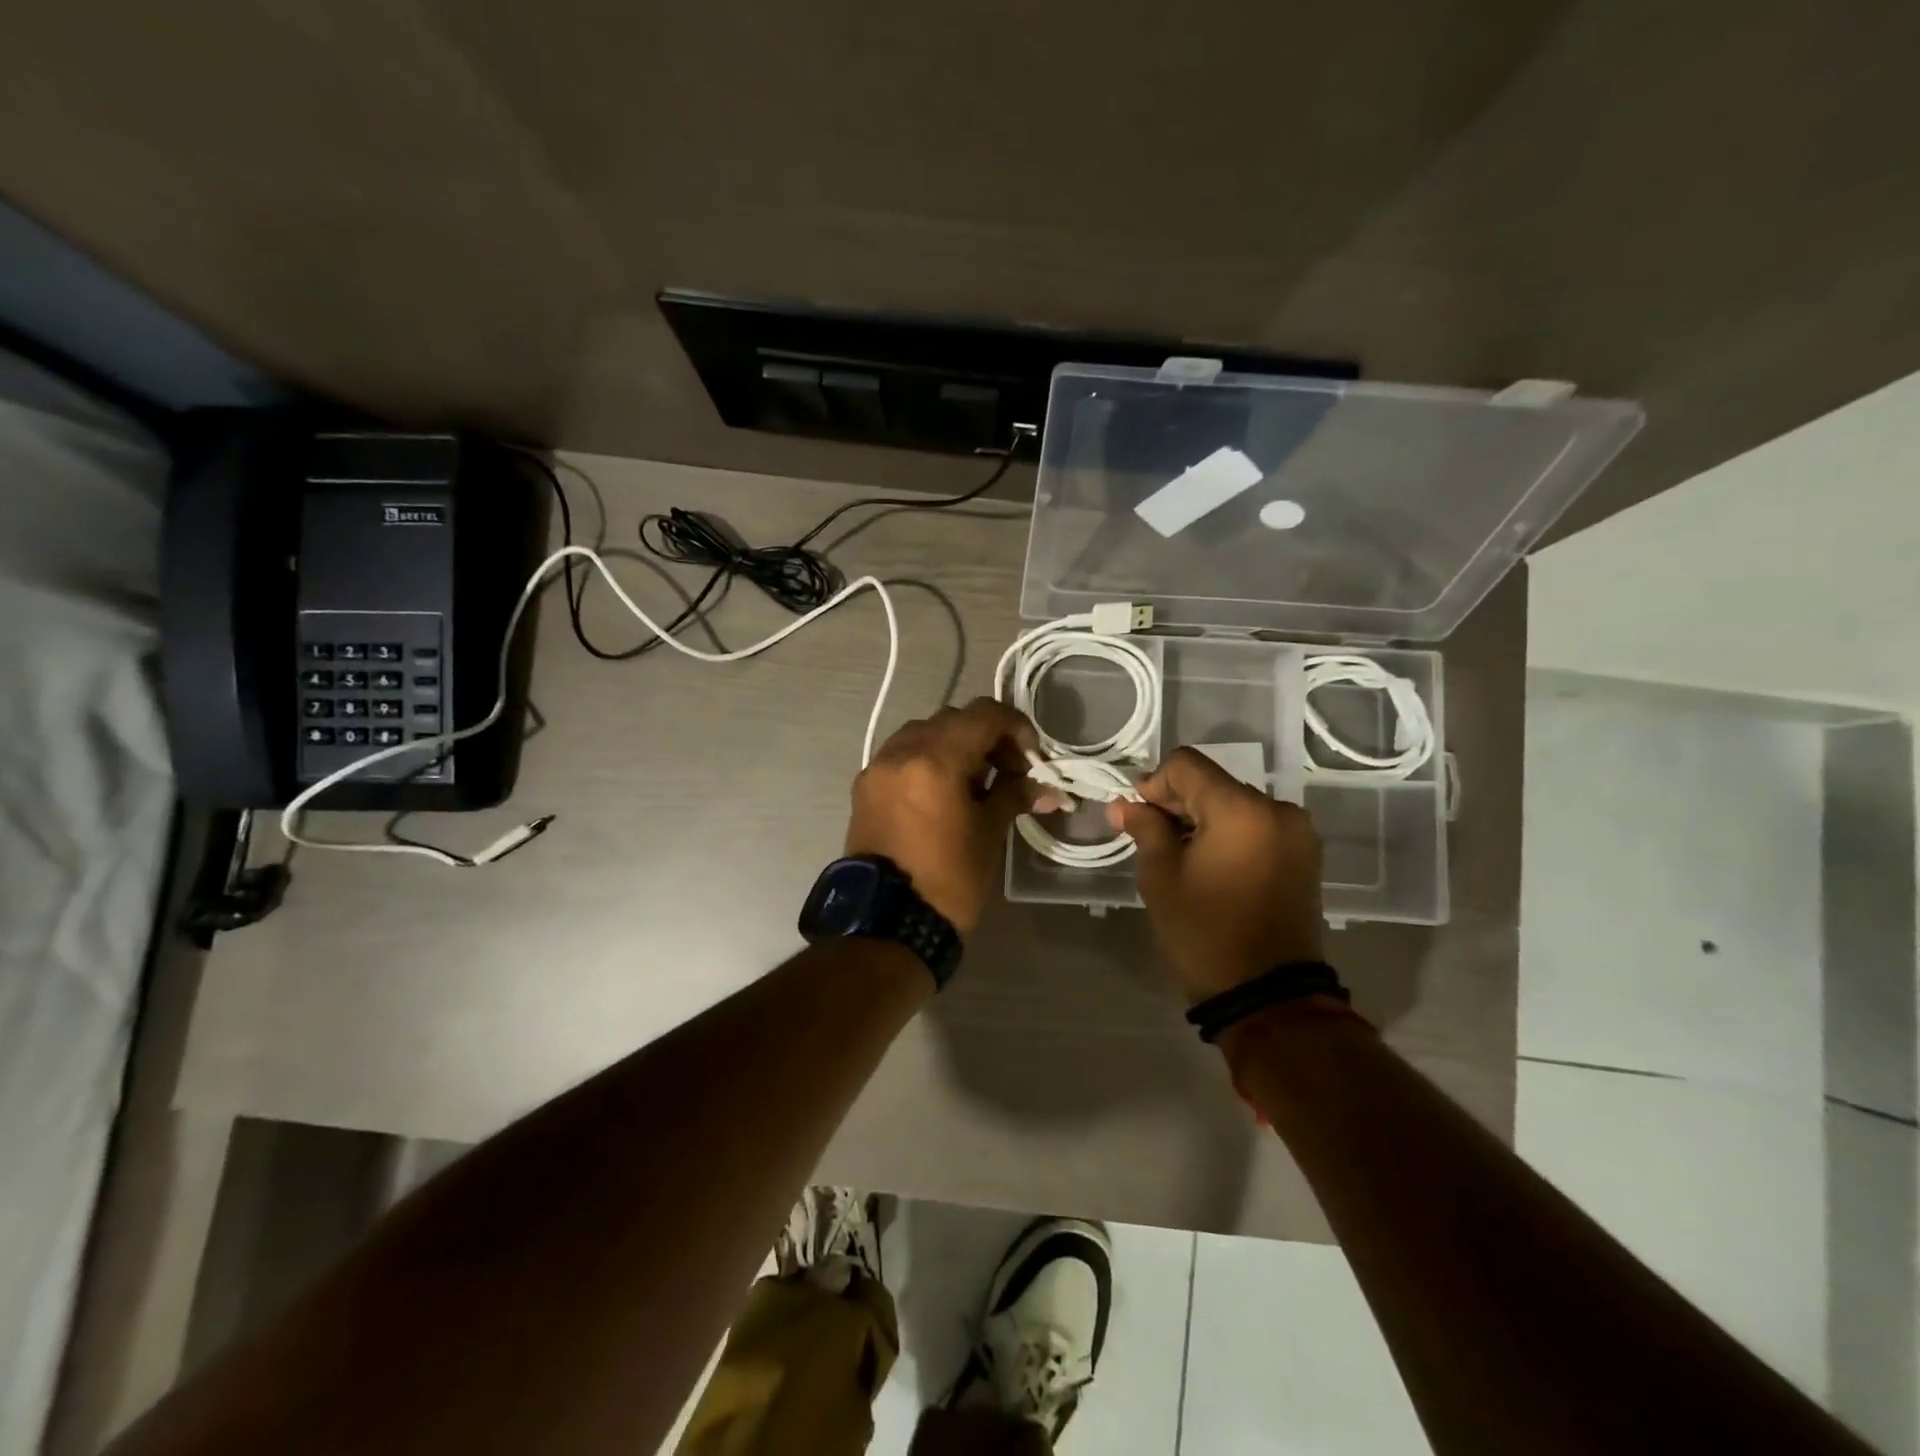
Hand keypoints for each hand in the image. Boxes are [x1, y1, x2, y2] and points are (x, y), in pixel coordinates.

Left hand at [846, 698, 1061, 935]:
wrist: (886, 924)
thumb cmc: (948, 879)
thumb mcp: (989, 833)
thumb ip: (1014, 795)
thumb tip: (1046, 787)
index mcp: (934, 758)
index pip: (983, 715)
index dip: (1015, 727)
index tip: (1031, 756)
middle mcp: (900, 751)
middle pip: (953, 720)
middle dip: (986, 737)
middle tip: (1008, 770)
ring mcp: (877, 768)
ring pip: (923, 734)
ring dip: (954, 746)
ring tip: (975, 782)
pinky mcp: (864, 788)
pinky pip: (901, 756)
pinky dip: (927, 761)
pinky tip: (943, 793)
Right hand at [1107, 746, 1324, 1003]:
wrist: (1269, 996)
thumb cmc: (1205, 933)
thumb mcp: (1161, 877)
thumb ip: (1144, 828)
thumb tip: (1124, 804)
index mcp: (1241, 809)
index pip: (1186, 765)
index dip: (1154, 783)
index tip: (1137, 816)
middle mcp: (1277, 809)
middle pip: (1213, 782)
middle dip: (1177, 802)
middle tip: (1149, 836)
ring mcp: (1297, 833)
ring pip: (1234, 804)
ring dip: (1202, 818)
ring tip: (1180, 856)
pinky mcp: (1304, 855)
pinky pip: (1256, 826)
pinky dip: (1228, 833)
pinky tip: (1210, 864)